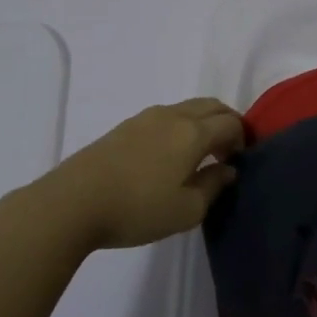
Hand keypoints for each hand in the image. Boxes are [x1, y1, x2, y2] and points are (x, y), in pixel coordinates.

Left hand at [32, 98, 244, 250]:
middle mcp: (173, 115)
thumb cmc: (137, 209)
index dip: (242, 139)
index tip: (238, 162)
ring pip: (188, 108)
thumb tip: (227, 169)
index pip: (231, 123)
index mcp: (193, 132)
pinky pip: (166, 116)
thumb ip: (213, 186)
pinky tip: (169, 155)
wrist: (73, 202)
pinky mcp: (125, 126)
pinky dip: (181, 126)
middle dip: (226, 123)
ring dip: (203, 123)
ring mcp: (146, 117)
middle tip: (226, 152)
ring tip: (198, 155)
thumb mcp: (186, 210)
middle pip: (212, 106)